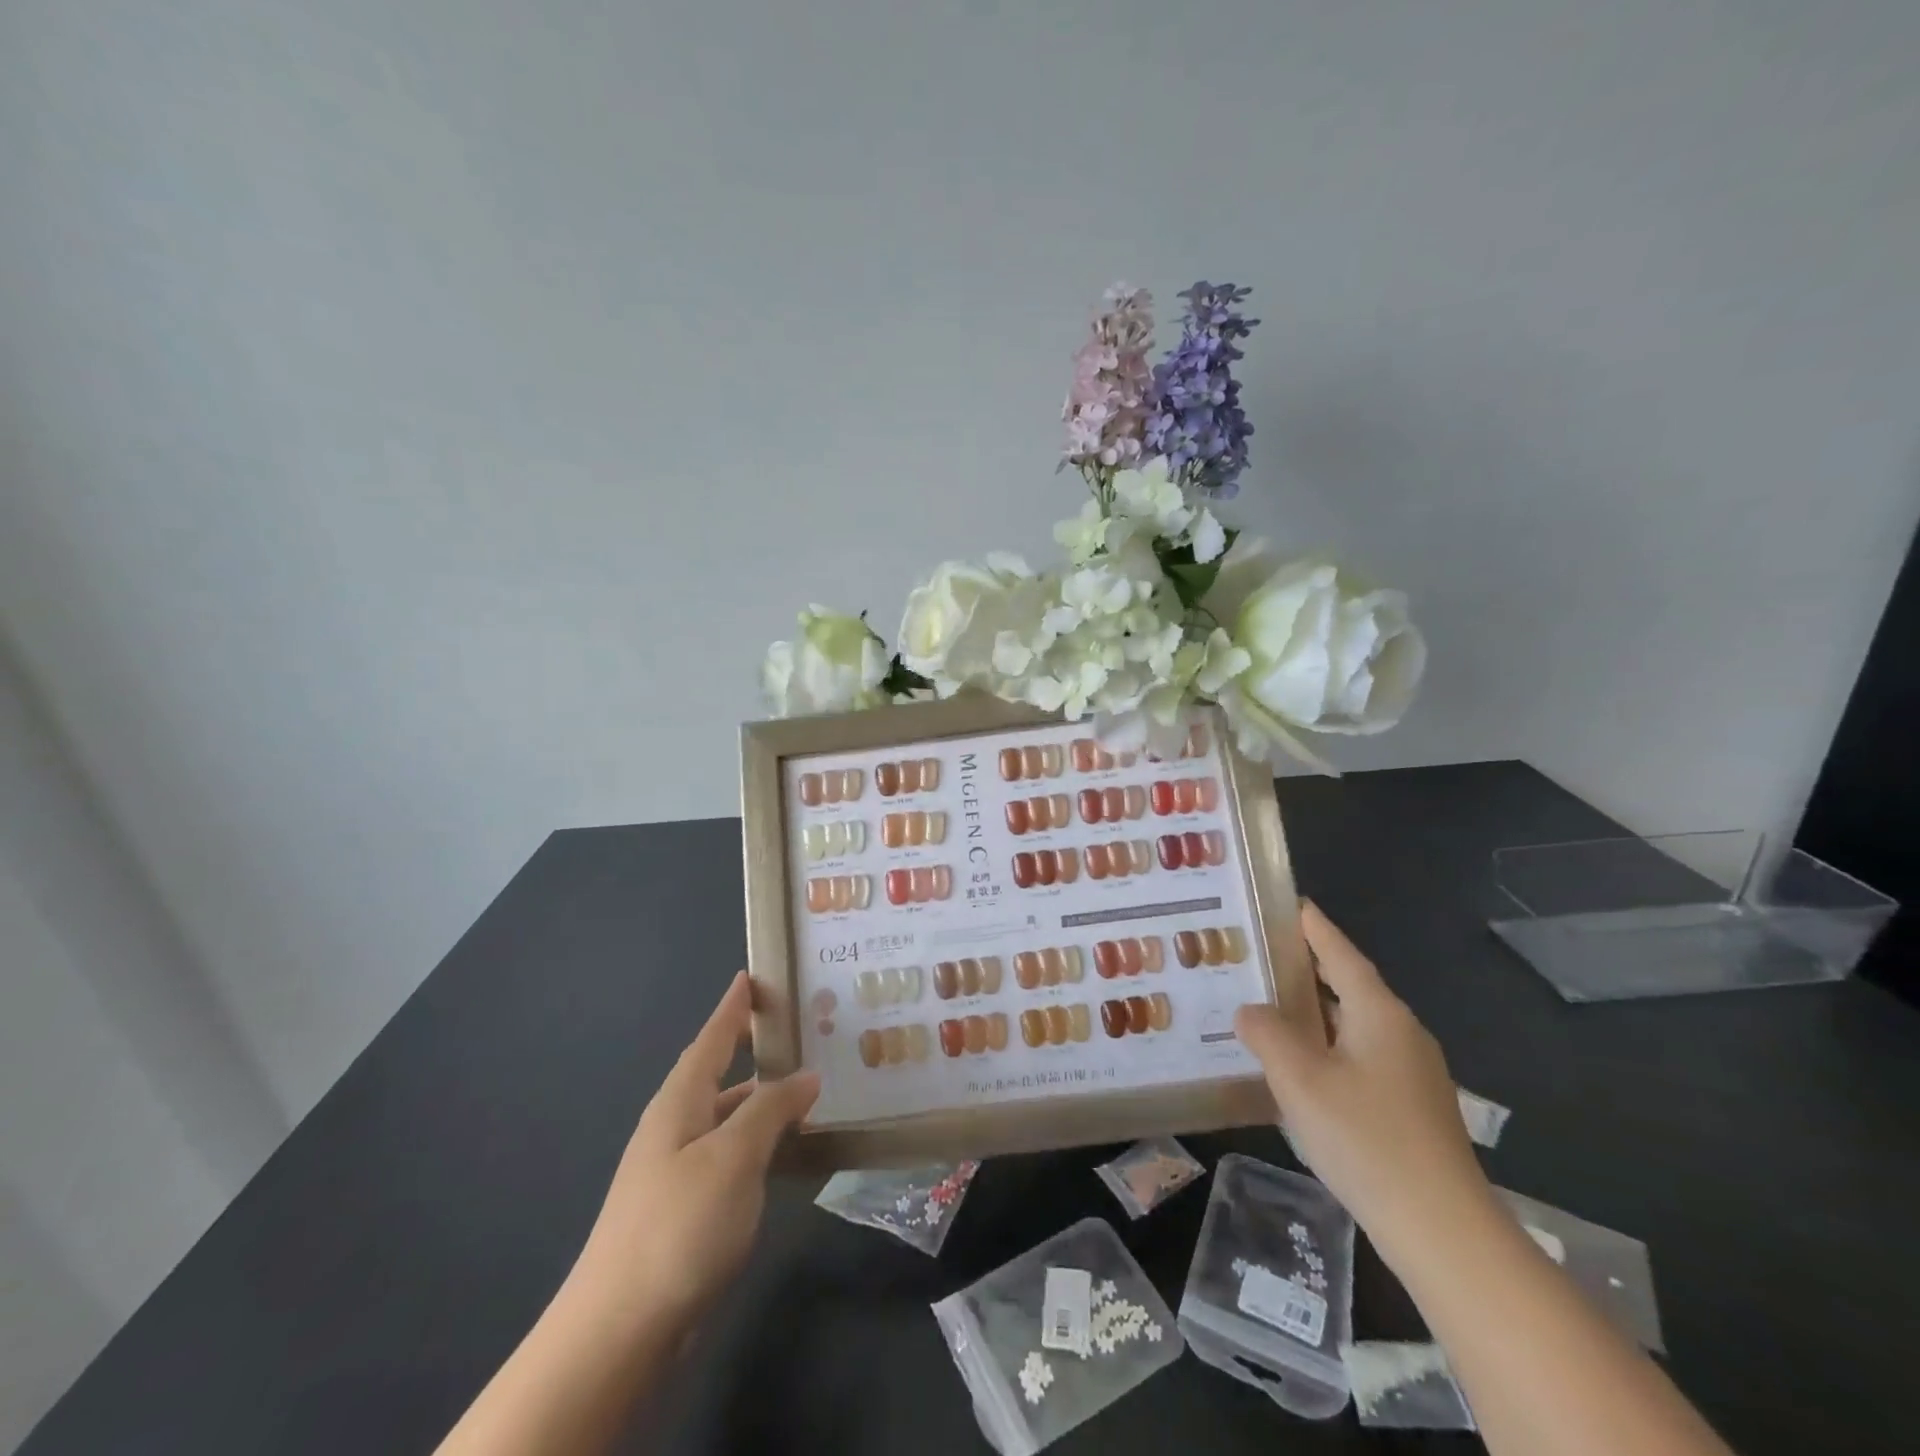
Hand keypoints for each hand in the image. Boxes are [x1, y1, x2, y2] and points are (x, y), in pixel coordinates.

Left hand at [572, 972, 819, 1337]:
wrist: (617, 1332)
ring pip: (727, 1116)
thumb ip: (772, 1109)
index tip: (751, 976)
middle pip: (718, 1073)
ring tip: (807, 1087)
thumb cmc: (678, 1225)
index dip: (733, 1007)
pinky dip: (758, 1140)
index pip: (712, 1038)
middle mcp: (674, 1126)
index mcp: (679, 1102)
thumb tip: (807, 1074)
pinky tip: (784, 1151)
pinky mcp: (685, 1208)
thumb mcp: (734, 1156)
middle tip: (799, 1030)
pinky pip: (730, 1153)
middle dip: (752, 1049)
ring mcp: (676, 1170)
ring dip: (761, 1098)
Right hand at [1234, 904, 1491, 1270]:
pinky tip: (1299, 1068)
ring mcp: (1412, 1073)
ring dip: (1314, 1013)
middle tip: (1260, 955)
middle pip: (1348, 985)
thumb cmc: (1366, 1140)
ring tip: (1268, 1007)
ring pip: (1353, 1025)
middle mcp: (1401, 1032)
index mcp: (1379, 1013)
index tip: (1290, 902)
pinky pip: (1360, 1057)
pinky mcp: (1412, 1108)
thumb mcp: (1299, 1079)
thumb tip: (1249, 1010)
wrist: (1444, 1232)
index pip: (1340, 953)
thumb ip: (1267, 1034)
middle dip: (1307, 969)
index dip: (1313, 927)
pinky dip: (1326, 1047)